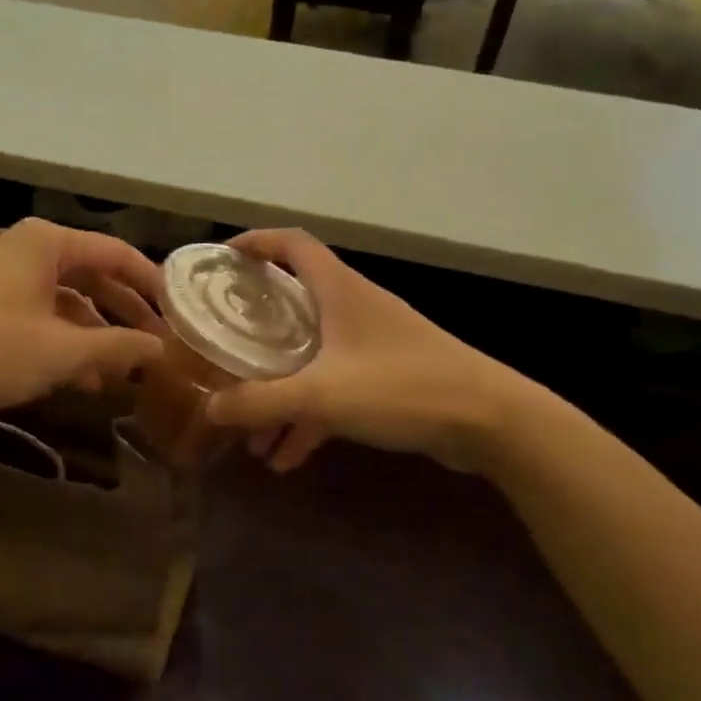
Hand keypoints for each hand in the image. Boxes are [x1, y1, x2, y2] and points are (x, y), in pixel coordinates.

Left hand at [0, 218, 167, 421]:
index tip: (176, 313)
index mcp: (45, 241)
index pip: (115, 253)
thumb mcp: (61, 352)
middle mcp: (22, 246)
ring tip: (117, 372)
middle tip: (154, 345)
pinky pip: (34, 311)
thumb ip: (117, 347)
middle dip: (121, 313)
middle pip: (89, 274)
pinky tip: (76, 376)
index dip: (150, 283)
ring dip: (91, 333)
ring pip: (61, 298)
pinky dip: (59, 338)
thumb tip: (160, 348)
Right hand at [205, 229, 525, 472]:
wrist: (490, 420)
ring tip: (251, 436)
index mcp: (338, 290)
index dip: (255, 242)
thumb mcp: (320, 395)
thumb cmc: (401, 387)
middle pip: (294, 303)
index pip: (291, 244)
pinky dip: (309, 417)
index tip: (222, 260)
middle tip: (224, 349)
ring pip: (312, 357)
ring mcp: (373, 344)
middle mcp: (354, 307)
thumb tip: (211, 409)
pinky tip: (287, 457)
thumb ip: (260, 402)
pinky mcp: (388, 378)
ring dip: (281, 391)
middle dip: (256, 331)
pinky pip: (335, 390)